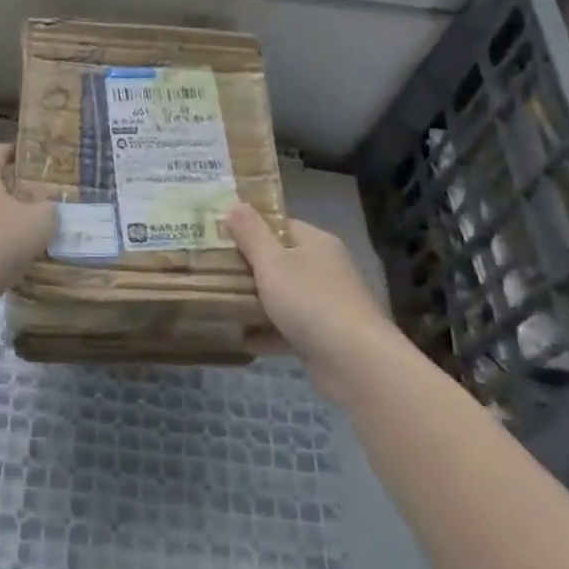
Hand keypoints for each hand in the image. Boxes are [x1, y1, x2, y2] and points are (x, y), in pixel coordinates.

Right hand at [224, 202, 396, 403]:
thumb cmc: (310, 302)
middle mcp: (325, 268)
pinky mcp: (325, 336)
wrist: (356, 363)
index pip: (279, 225)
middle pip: (280, 260)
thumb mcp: (272, 263)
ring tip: (220, 303)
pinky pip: (289, 328)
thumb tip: (235, 204)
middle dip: (248, 267)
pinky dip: (268, 332)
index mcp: (316, 243)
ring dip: (256, 302)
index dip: (250, 229)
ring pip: (284, 296)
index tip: (219, 237)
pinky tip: (242, 338)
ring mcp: (327, 303)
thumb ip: (251, 234)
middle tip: (212, 271)